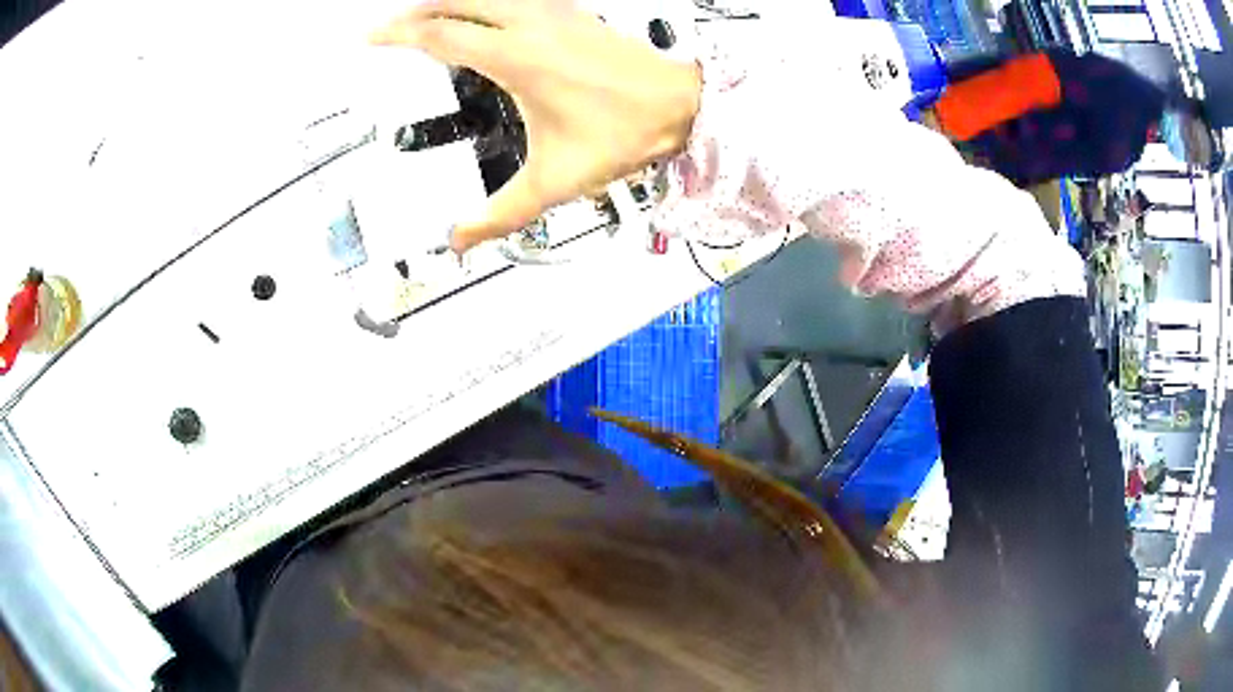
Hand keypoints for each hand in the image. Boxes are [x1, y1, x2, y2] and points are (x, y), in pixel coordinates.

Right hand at [371, 0, 701, 252]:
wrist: (682, 106)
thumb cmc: (629, 131)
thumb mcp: (554, 181)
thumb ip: (500, 214)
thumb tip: (463, 239)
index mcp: (519, 58)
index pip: (440, 33)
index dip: (399, 34)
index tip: (373, 36)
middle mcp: (533, 24)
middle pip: (455, 0)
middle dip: (416, 11)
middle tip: (391, 26)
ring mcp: (555, 13)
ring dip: (450, 0)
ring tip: (426, 16)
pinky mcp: (572, 13)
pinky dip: (485, 1)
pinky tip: (482, 12)